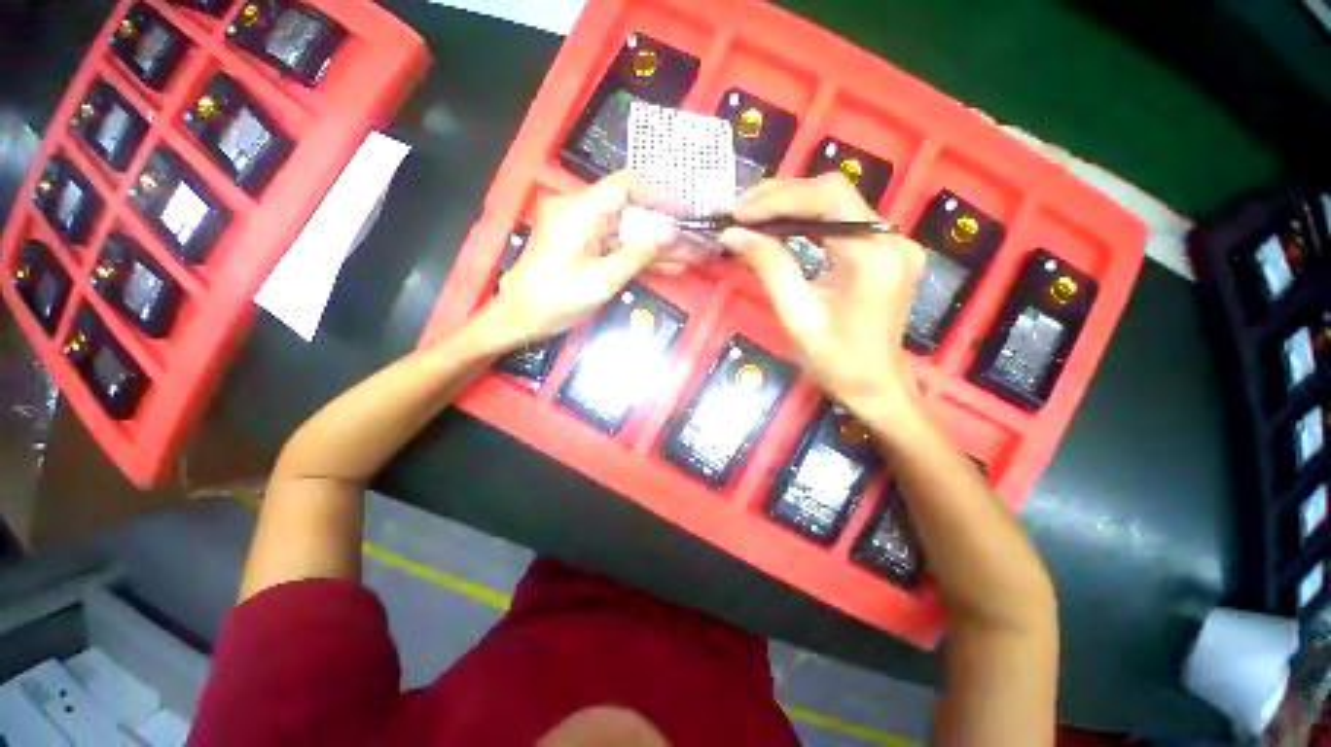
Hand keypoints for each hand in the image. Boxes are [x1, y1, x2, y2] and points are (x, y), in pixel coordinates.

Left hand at [484, 171, 686, 348]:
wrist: (520, 319)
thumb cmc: (556, 301)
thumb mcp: (603, 280)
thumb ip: (639, 254)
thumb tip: (672, 232)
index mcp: (579, 211)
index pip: (626, 186)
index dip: (660, 195)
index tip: (686, 213)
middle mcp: (580, 211)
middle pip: (631, 210)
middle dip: (665, 228)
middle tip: (695, 241)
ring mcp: (582, 229)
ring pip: (627, 230)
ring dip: (656, 245)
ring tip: (690, 257)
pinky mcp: (584, 245)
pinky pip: (617, 245)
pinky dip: (639, 256)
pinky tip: (668, 266)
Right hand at [718, 173, 925, 419]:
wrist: (876, 386)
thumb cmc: (835, 362)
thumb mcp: (796, 316)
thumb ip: (769, 268)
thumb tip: (733, 234)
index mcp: (873, 257)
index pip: (828, 198)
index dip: (779, 197)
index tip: (739, 212)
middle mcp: (892, 239)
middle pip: (834, 193)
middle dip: (782, 197)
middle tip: (740, 211)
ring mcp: (894, 242)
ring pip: (839, 203)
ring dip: (792, 204)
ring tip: (753, 215)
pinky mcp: (888, 250)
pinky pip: (844, 221)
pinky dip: (809, 219)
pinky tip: (782, 226)